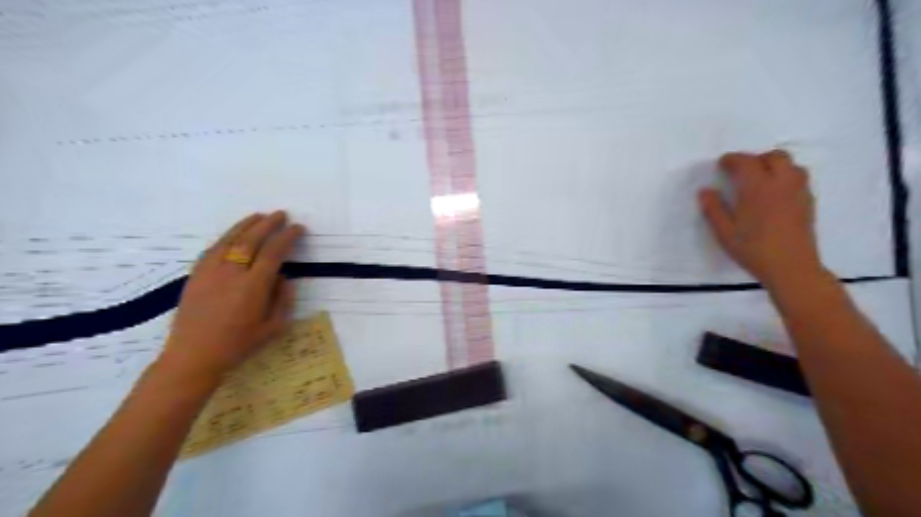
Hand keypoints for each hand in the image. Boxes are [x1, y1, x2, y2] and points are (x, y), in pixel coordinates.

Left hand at [156, 209, 305, 382]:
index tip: (298, 228)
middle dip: (269, 224)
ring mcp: (210, 272)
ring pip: (230, 239)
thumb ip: (283, 299)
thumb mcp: (273, 327)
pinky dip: (226, 237)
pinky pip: (213, 249)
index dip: (287, 237)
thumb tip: (284, 277)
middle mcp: (231, 273)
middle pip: (252, 239)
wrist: (193, 356)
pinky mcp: (195, 275)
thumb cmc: (239, 345)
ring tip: (259, 216)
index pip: (274, 252)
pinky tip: (234, 235)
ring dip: (246, 225)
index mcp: (253, 286)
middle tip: (281, 215)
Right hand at [703, 150, 823, 288]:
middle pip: (774, 157)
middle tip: (741, 171)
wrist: (791, 268)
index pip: (745, 162)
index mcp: (757, 189)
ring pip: (791, 165)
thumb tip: (705, 191)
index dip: (732, 160)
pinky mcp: (808, 202)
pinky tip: (774, 192)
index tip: (721, 164)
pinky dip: (785, 176)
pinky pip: (799, 177)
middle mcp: (781, 184)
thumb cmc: (753, 250)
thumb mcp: (724, 233)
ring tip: (760, 179)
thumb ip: (713, 209)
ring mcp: (798, 191)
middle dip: (755, 159)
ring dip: (774, 165)